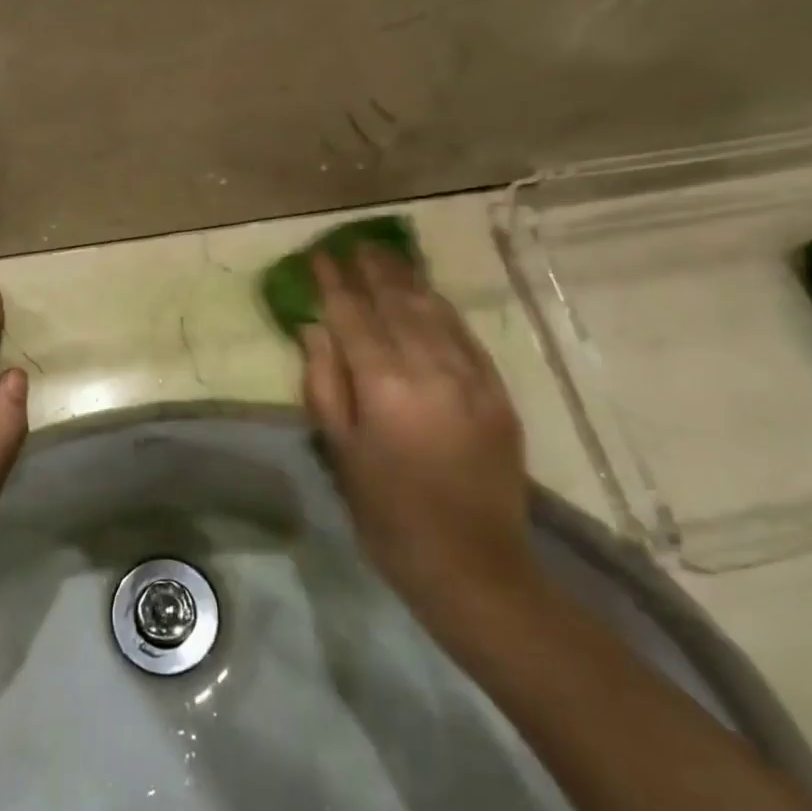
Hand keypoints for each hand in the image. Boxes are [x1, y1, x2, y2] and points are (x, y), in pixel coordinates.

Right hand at [300, 248, 534, 620]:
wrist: (473, 565)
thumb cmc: (388, 515)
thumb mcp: (341, 453)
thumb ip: (324, 385)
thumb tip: (315, 331)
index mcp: (384, 385)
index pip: (353, 316)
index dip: (334, 283)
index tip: (320, 257)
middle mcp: (430, 368)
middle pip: (397, 303)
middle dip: (373, 270)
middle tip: (355, 246)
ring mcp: (470, 377)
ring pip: (434, 312)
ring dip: (408, 281)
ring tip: (388, 258)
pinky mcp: (497, 393)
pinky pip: (466, 337)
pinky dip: (443, 311)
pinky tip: (430, 297)